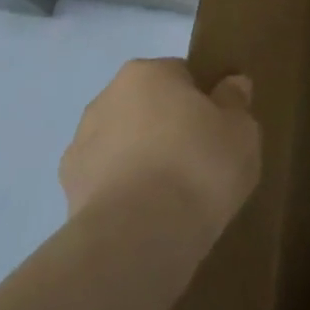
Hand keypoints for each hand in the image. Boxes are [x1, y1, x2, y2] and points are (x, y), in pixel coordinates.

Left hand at [60, 57, 259, 234]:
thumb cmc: (199, 166)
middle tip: (201, 158)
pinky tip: (149, 216)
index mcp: (147, 73)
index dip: (203, 100)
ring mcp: (80, 146)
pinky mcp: (68, 192)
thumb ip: (235, 102)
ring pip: (123, 144)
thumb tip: (231, 85)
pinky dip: (125, 192)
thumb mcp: (241, 130)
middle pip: (147, 107)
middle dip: (169, 126)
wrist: (138, 237)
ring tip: (175, 194)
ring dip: (143, 159)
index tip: (220, 127)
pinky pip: (108, 181)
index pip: (181, 74)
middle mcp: (106, 99)